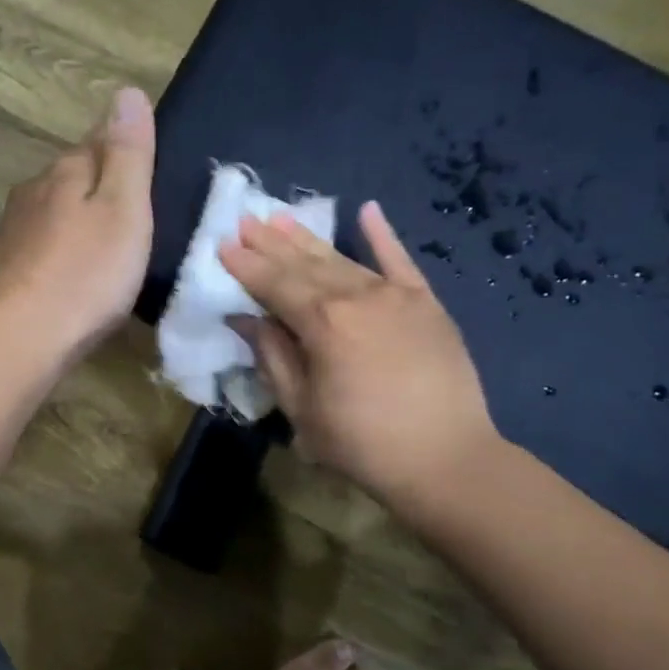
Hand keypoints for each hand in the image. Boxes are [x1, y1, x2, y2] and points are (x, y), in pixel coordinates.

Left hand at [0, 86, 155, 362]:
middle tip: (136, 212)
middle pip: (73, 176)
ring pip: (55, 211)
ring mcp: (14, 231)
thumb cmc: (86, 273)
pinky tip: (74, 272)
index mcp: (65, 172)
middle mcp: (33, 192)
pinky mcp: (7, 269)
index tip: (148, 166)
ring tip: (108, 244)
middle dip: (100, 185)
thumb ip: (128, 153)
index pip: (98, 141)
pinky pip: (43, 246)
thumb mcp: (124, 209)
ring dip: (79, 219)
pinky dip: (63, 251)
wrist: (22, 337)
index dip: (125, 149)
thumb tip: (126, 92)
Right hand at [220, 200, 497, 506]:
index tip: (223, 245)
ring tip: (280, 217)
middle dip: (271, 243)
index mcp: (322, 323)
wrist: (446, 459)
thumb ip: (272, 356)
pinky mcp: (426, 303)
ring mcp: (396, 296)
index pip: (274, 285)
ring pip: (343, 259)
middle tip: (245, 221)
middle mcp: (357, 297)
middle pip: (305, 265)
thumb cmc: (362, 443)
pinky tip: (368, 210)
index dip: (246, 266)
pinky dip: (383, 236)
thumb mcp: (302, 408)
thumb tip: (245, 318)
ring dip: (308, 239)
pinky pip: (400, 262)